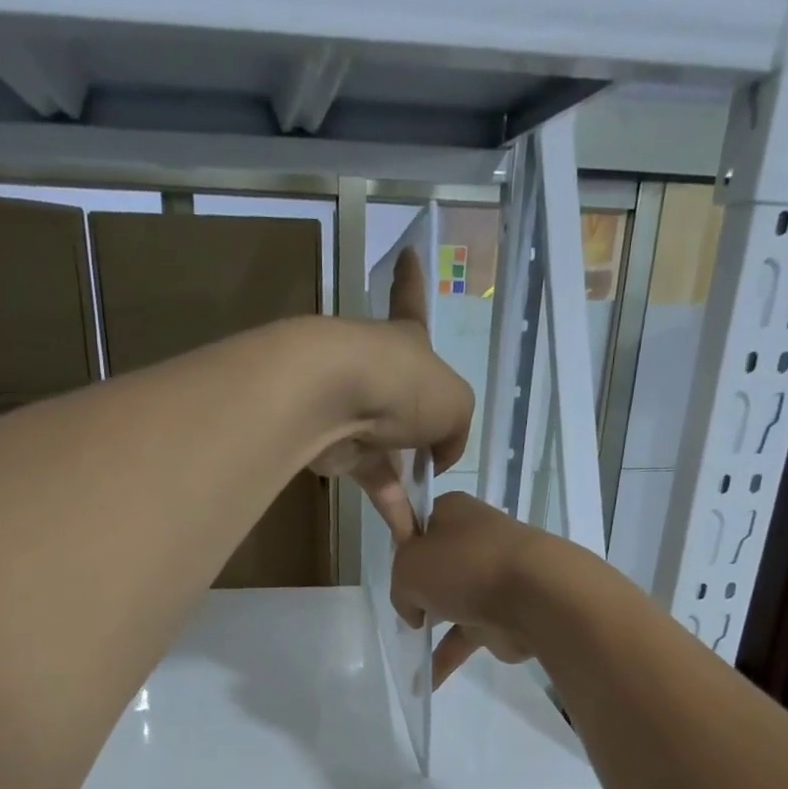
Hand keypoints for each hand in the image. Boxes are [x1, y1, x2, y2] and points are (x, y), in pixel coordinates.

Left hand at [307, 247, 471, 539]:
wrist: (331, 398)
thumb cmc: (402, 384)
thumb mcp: (455, 404)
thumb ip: (456, 430)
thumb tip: (440, 458)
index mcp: (407, 341)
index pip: (411, 300)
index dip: (412, 279)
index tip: (409, 253)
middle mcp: (377, 369)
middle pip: (402, 395)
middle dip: (419, 423)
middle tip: (435, 454)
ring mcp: (352, 408)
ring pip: (387, 449)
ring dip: (408, 483)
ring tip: (431, 514)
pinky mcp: (334, 448)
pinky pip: (370, 480)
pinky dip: (390, 506)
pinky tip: (408, 535)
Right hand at [391, 492, 558, 686]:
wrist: (534, 595)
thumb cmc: (464, 567)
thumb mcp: (407, 570)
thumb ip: (400, 588)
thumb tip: (415, 611)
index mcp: (453, 513)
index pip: (420, 526)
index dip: (404, 550)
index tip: (394, 573)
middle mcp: (474, 540)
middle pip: (437, 565)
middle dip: (420, 588)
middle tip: (403, 607)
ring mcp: (492, 578)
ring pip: (453, 601)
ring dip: (433, 625)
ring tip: (409, 648)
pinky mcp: (504, 613)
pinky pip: (466, 636)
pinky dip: (447, 657)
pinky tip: (427, 682)